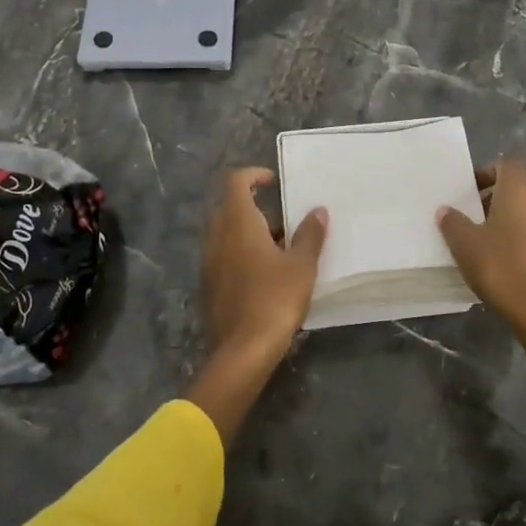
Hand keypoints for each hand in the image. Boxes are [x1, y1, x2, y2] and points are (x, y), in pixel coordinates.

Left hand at [199, 167, 328, 372]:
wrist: (242, 350)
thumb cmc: (274, 299)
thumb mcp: (301, 266)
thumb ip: (310, 235)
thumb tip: (318, 211)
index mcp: (238, 223)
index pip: (235, 182)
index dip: (253, 175)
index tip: (274, 182)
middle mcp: (217, 236)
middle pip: (229, 207)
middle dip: (255, 207)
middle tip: (283, 220)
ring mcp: (208, 261)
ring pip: (226, 233)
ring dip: (248, 232)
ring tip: (279, 249)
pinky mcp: (208, 284)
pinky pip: (223, 255)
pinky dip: (240, 253)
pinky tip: (264, 274)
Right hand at [436, 159, 525, 342]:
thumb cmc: (501, 267)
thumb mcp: (465, 244)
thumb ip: (453, 222)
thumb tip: (445, 210)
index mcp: (519, 190)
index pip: (507, 164)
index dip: (487, 171)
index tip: (469, 190)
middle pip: (521, 183)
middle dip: (498, 191)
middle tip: (475, 210)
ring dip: (510, 212)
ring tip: (486, 234)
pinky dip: (522, 231)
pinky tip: (504, 254)